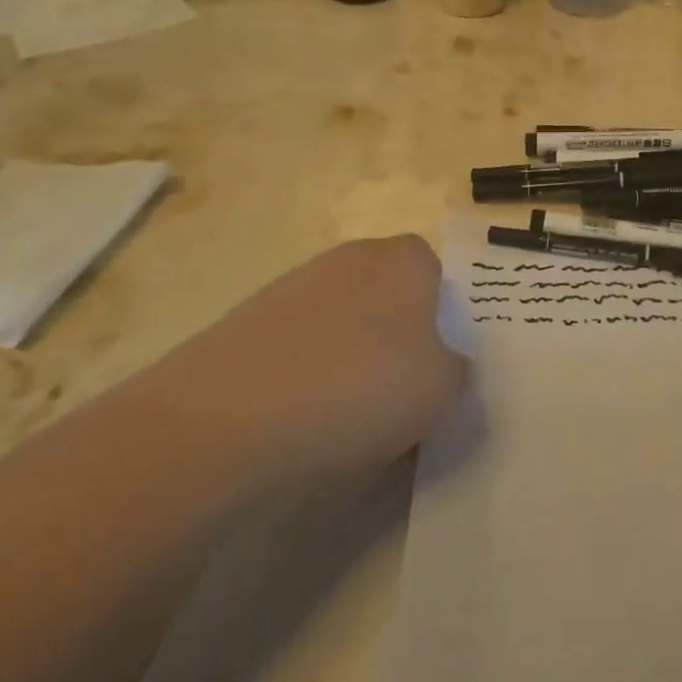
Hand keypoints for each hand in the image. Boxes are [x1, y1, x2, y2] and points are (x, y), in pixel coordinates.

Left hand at [155, 235, 467, 485]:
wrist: (224, 422)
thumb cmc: (358, 391)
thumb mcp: (441, 392)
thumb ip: (457, 370)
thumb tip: (445, 363)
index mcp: (404, 260)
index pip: (435, 272)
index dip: (441, 318)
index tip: (435, 366)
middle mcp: (350, 258)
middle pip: (387, 294)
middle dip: (395, 337)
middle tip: (398, 394)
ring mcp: (292, 286)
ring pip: (341, 321)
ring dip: (349, 357)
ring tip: (344, 419)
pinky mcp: (245, 321)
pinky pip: (296, 346)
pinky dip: (303, 374)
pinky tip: (298, 421)